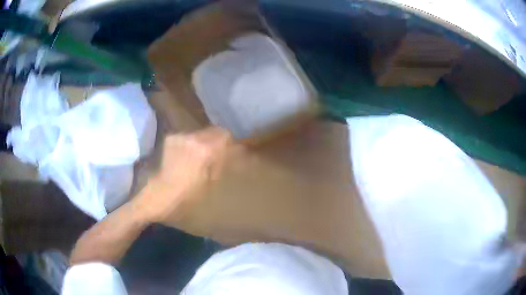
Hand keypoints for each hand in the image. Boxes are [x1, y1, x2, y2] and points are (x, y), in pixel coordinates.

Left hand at [134, 126, 232, 223]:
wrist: (162, 193)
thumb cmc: (189, 192)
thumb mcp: (211, 179)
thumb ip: (220, 160)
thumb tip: (228, 151)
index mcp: (205, 149)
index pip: (224, 133)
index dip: (227, 142)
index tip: (226, 151)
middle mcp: (192, 137)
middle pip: (212, 130)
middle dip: (214, 140)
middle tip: (212, 155)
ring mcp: (179, 136)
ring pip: (198, 133)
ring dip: (201, 142)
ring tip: (196, 157)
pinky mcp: (170, 138)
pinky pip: (186, 137)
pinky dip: (188, 144)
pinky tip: (184, 157)